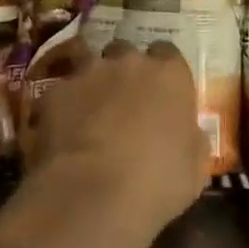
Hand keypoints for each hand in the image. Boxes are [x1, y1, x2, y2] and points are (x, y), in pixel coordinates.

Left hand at [22, 42, 205, 239]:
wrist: (92, 195)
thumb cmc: (157, 182)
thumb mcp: (195, 168)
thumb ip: (192, 139)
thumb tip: (188, 133)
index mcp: (169, 75)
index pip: (168, 53)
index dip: (163, 73)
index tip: (161, 93)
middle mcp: (129, 62)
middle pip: (126, 52)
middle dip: (125, 72)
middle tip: (125, 103)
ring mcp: (87, 73)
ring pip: (90, 65)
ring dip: (93, 83)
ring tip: (91, 114)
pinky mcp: (53, 92)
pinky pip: (62, 92)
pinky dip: (64, 107)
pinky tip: (63, 134)